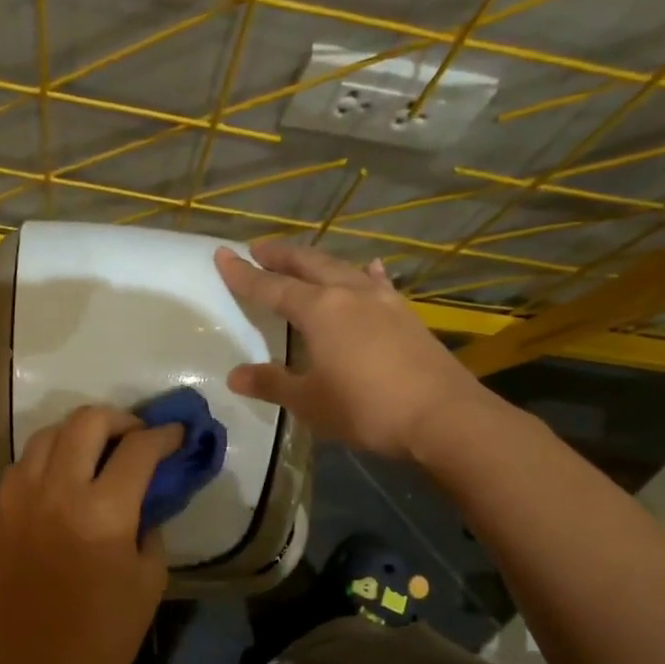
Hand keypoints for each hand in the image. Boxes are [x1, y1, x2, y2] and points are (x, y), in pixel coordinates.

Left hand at [0, 405, 183, 663]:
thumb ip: (151, 526)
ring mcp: (22, 498)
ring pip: (47, 433)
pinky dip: (47, 455)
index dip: (164, 435)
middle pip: (87, 422)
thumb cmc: (106, 632)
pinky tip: (63, 473)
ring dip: (79, 431)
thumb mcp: (151, 578)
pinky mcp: (1, 512)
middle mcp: (58, 491)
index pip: (138, 449)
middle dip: (120, 419)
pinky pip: (23, 461)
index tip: (177, 433)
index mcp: (104, 511)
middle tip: (138, 435)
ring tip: (99, 448)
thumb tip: (147, 496)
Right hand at [216, 239, 491, 460]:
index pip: (271, 286)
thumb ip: (272, 384)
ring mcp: (383, 300)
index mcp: (319, 310)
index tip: (223, 255)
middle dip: (281, 255)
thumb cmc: (365, 408)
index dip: (244, 274)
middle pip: (308, 264)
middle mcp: (349, 294)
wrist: (442, 416)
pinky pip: (376, 283)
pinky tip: (368, 270)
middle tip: (258, 248)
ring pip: (342, 268)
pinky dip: (363, 274)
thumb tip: (236, 375)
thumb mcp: (309, 402)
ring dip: (317, 261)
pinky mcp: (406, 314)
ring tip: (303, 260)